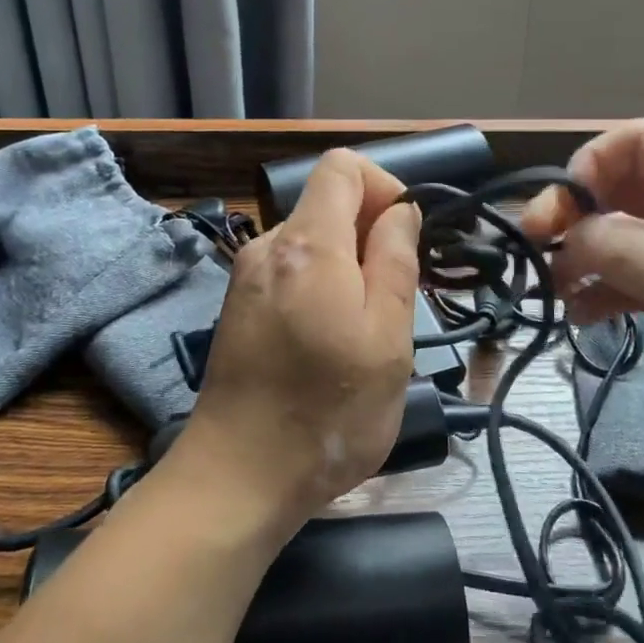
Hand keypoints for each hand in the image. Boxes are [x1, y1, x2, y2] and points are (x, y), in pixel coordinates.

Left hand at [174, 150, 421, 538]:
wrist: (238, 477)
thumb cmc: (328, 411)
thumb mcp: (387, 337)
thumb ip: (396, 260)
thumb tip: (400, 211)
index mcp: (307, 243)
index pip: (342, 166)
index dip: (384, 186)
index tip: (405, 236)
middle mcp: (268, 245)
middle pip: (327, 204)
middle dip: (369, 235)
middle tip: (392, 301)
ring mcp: (246, 276)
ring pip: (312, 242)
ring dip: (347, 268)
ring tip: (360, 332)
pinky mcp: (238, 306)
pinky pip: (291, 272)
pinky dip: (319, 287)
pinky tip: (325, 344)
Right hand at [520, 120, 643, 479]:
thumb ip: (627, 252)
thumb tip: (571, 230)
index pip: (638, 142)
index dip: (590, 165)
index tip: (561, 213)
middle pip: (625, 186)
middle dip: (577, 212)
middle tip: (538, 252)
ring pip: (628, 232)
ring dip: (587, 253)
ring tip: (556, 291)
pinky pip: (643, 274)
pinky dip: (609, 287)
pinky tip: (584, 315)